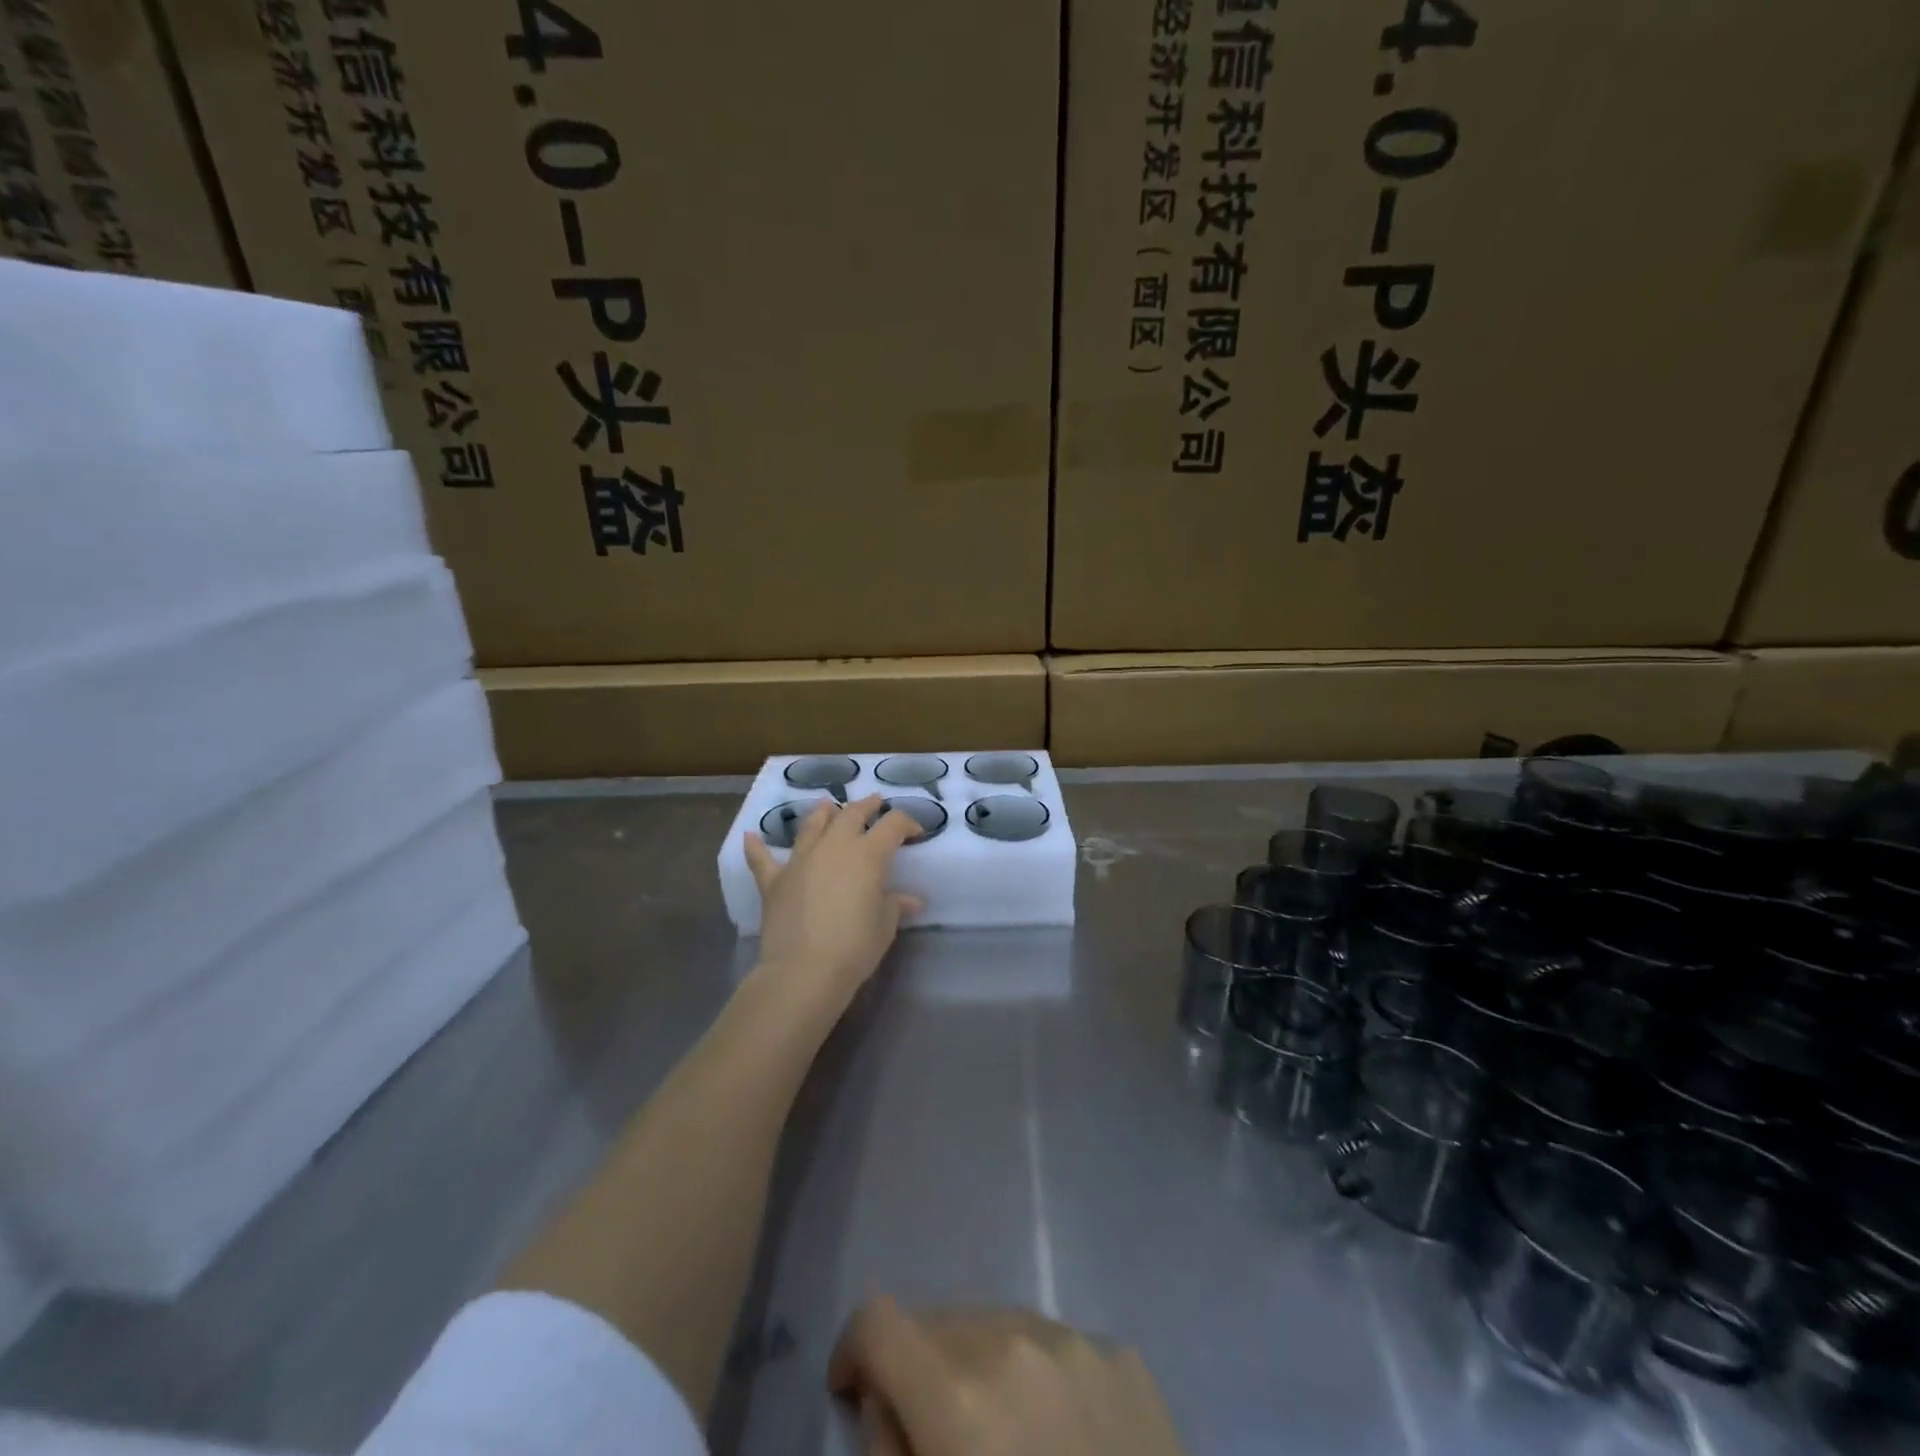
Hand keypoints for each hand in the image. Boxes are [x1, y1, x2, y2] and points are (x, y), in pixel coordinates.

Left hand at [744, 795, 924, 1013]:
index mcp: (867, 854)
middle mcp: (834, 846)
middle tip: (876, 804)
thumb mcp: (884, 926)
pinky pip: (762, 858)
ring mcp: (800, 859)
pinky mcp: (773, 879)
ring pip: (812, 825)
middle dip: (867, 806)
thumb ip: (894, 905)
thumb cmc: (855, 947)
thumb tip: (910, 900)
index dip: (907, 823)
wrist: (804, 970)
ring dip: (823, 813)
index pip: (893, 825)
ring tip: (828, 806)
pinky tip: (751, 836)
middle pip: (852, 813)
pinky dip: (756, 846)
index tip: (915, 833)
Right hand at [829, 1298, 1187, 1455]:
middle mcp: (1013, 1343)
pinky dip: (1037, 1378)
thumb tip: (884, 1403)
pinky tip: (1061, 1437)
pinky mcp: (1123, 1355)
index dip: (853, 1352)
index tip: (850, 1391)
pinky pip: (1055, 1346)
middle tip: (931, 1431)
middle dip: (919, 1368)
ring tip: (1002, 1433)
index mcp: (959, 1398)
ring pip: (996, 1324)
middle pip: (937, 1323)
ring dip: (979, 1365)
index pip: (878, 1323)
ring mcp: (1075, 1341)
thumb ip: (891, 1455)